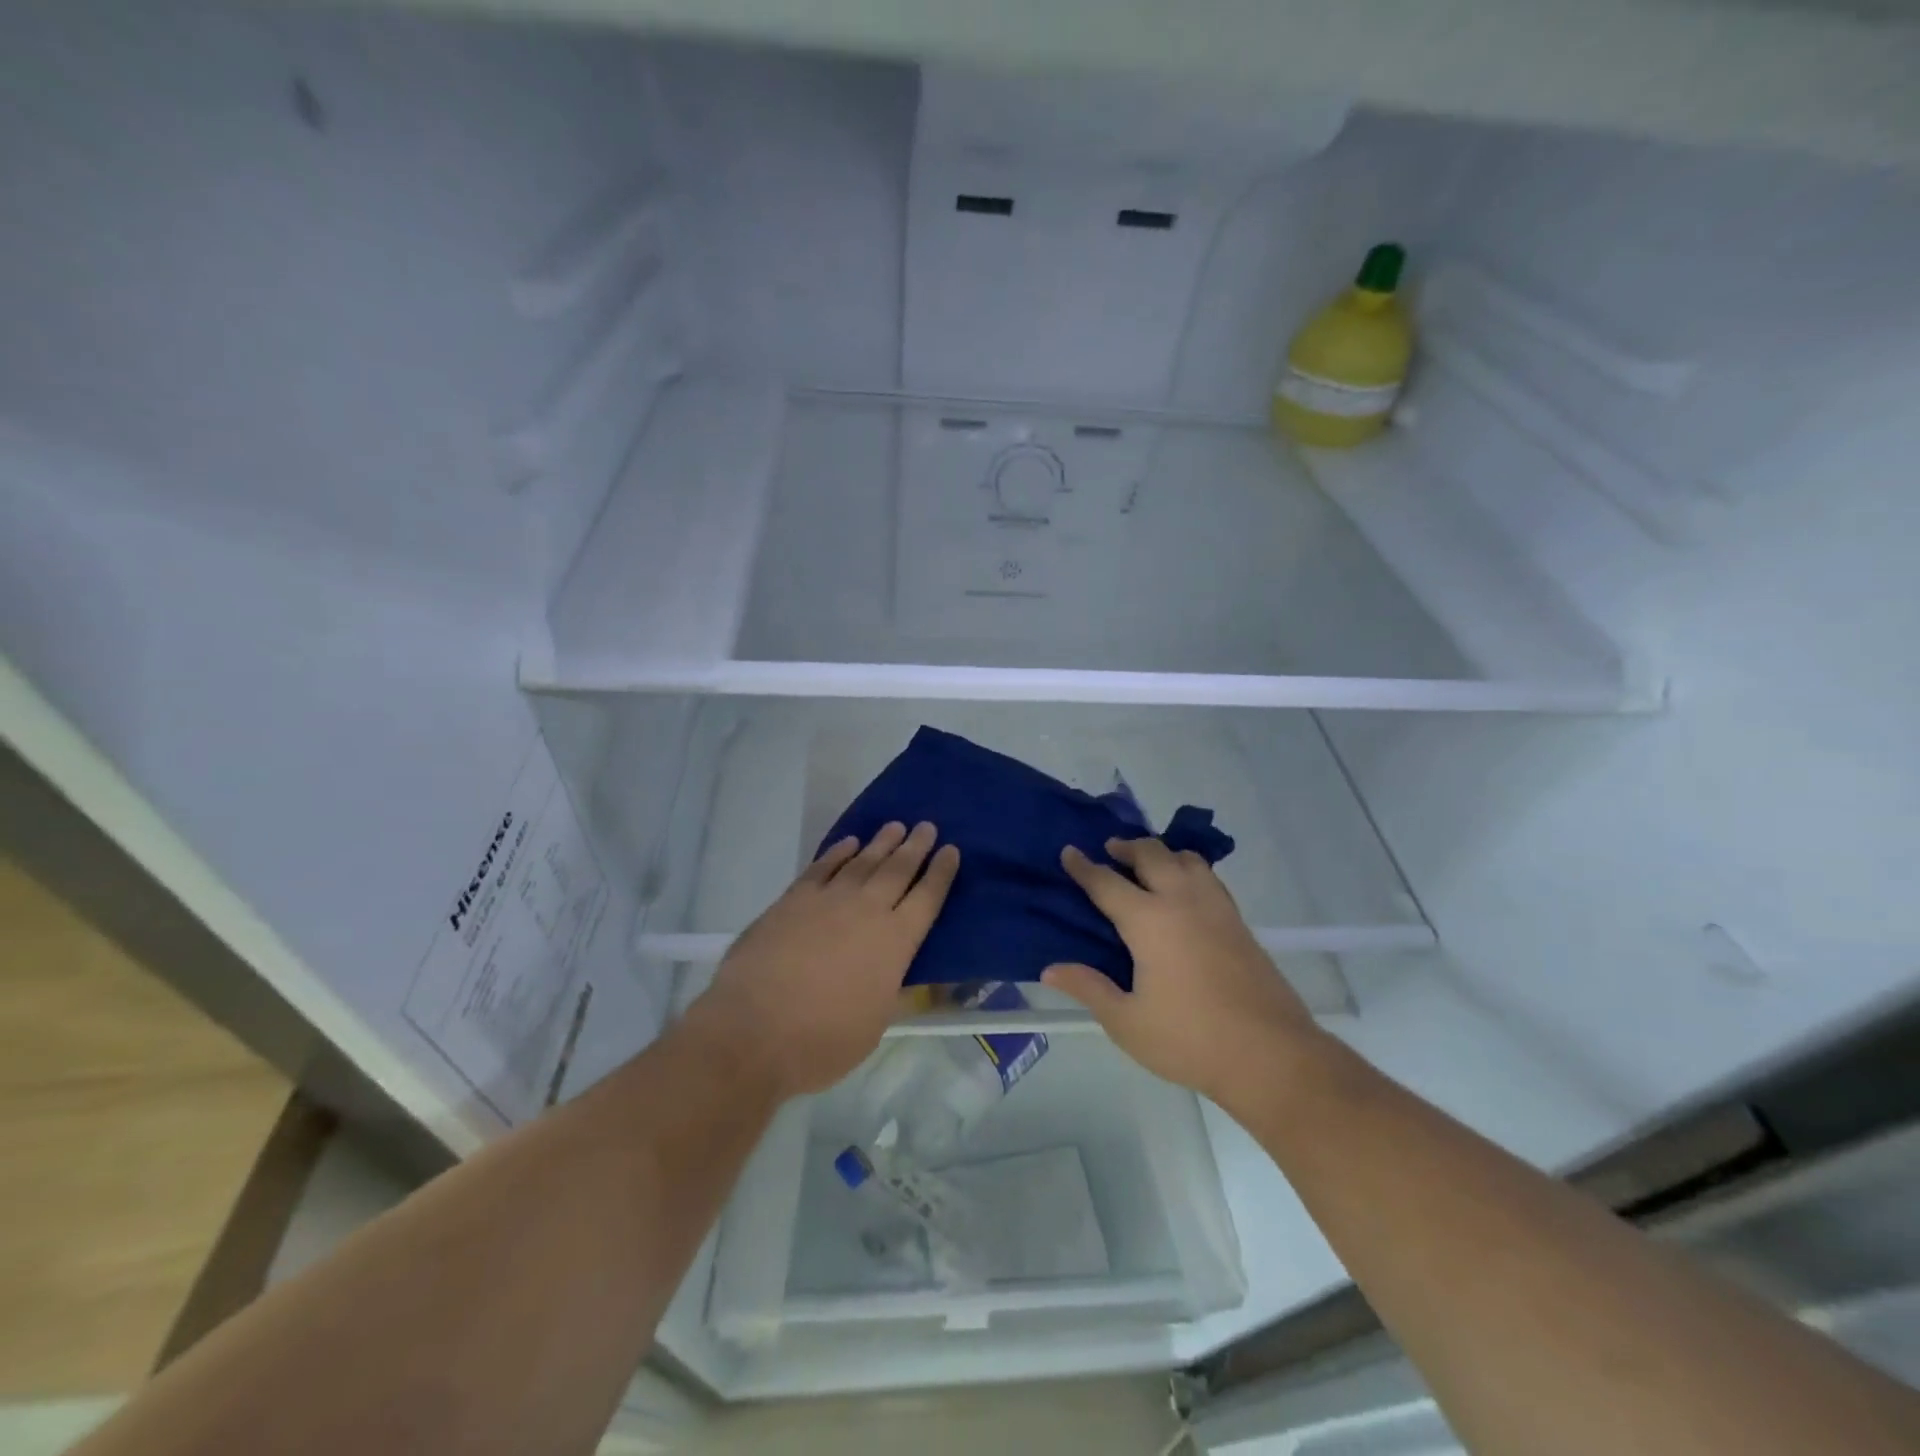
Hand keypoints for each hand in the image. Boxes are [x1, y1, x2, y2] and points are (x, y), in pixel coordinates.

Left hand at [688, 822, 959, 1098]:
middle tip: (927, 826)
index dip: (941, 873)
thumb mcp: (875, 1025)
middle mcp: (867, 910)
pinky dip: (838, 852)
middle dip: (916, 847)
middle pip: (898, 870)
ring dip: (881, 843)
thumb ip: (896, 994)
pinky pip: (822, 866)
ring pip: (862, 862)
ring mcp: (828, 900)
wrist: (753, 1030)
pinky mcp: (793, 899)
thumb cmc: (822, 1040)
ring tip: (895, 827)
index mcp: (896, 942)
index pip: (927, 898)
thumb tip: (918, 982)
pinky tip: (848, 844)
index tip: (951, 850)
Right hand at [1043, 838, 1322, 1106]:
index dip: (1084, 866)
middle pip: (1152, 854)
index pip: (1107, 882)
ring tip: (1148, 865)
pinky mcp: (1239, 923)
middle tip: (1110, 850)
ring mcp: (1216, 908)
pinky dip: (1189, 869)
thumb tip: (1050, 970)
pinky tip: (1185, 892)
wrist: (1272, 1055)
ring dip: (1162, 853)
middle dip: (1127, 846)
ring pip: (1187, 859)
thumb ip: (1089, 988)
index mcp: (1149, 921)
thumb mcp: (1127, 1022)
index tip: (1069, 852)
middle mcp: (1182, 901)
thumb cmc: (1190, 1039)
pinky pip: (1209, 878)